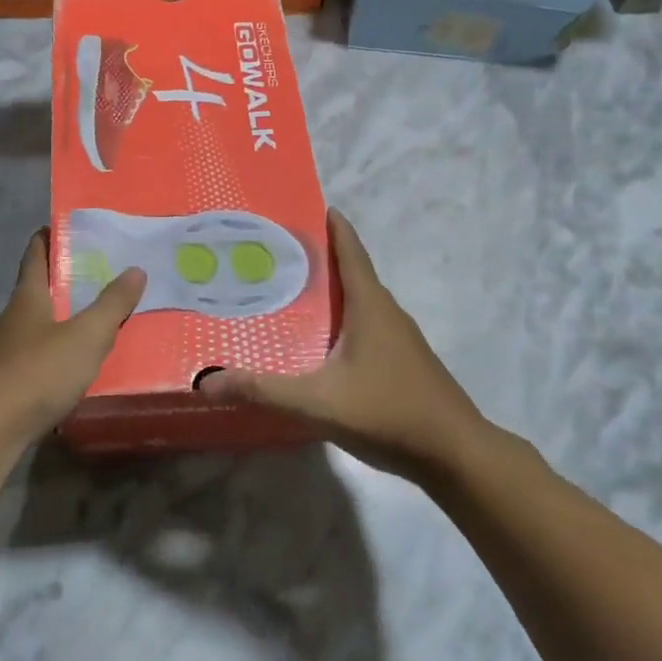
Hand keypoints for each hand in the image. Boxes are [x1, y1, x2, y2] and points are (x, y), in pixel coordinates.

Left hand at [0, 229, 143, 445]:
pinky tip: (74, 365)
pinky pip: (36, 356)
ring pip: (36, 325)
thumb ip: (112, 304)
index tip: (67, 226)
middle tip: (99, 273)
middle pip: (36, 290)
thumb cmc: (39, 371)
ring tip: (94, 319)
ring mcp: (4, 352)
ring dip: (60, 318)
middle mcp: (12, 319)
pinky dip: (55, 352)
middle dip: (63, 279)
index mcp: (27, 297)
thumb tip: (135, 269)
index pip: (35, 255)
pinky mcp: (5, 383)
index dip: (49, 237)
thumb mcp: (86, 335)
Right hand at [198, 209, 492, 477]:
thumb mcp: (317, 402)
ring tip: (290, 295)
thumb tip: (206, 381)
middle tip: (275, 255)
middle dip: (318, 259)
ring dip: (330, 293)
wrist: (455, 454)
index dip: (332, 226)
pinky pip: (366, 327)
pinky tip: (321, 344)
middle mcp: (387, 312)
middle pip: (351, 273)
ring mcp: (399, 339)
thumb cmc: (388, 413)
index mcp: (370, 305)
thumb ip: (262, 390)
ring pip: (359, 303)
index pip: (350, 250)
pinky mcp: (403, 362)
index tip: (307, 206)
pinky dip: (342, 322)